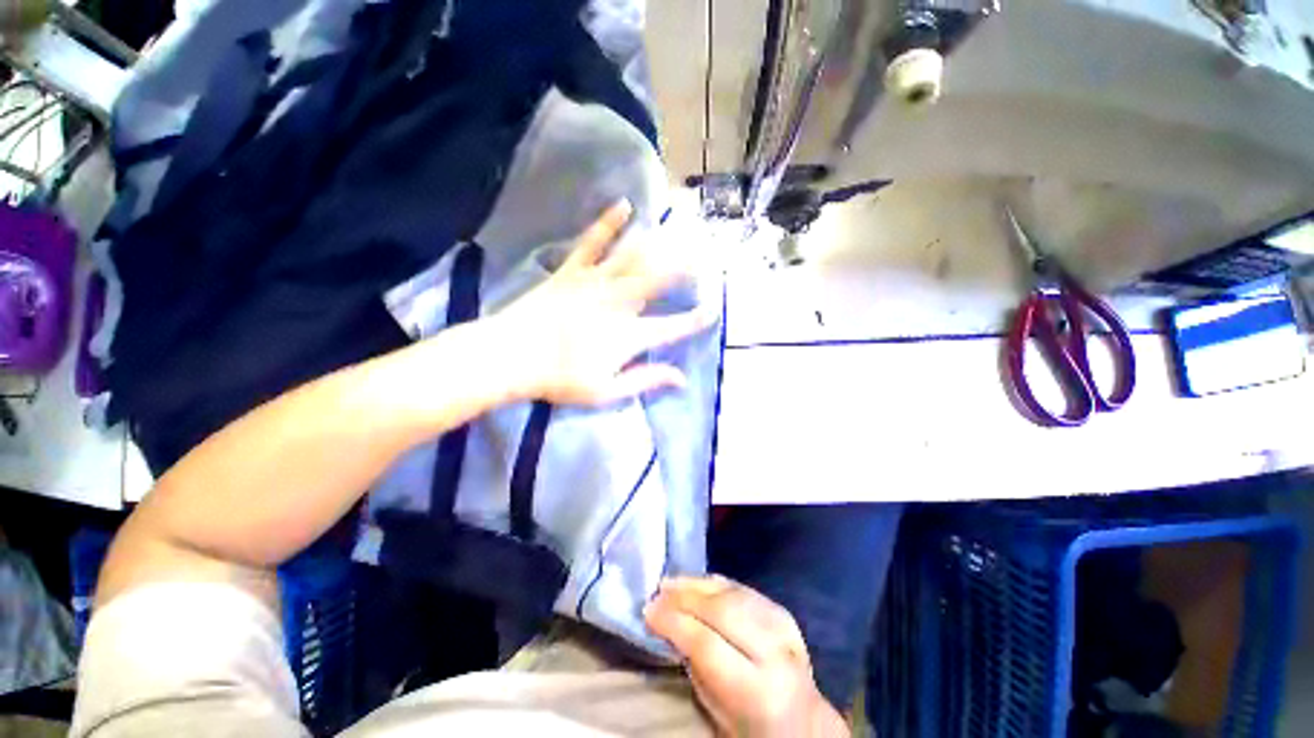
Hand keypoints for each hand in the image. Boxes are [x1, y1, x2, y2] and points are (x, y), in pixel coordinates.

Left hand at [495, 200, 713, 405]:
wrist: (510, 356)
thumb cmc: (559, 379)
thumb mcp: (606, 391)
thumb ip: (646, 380)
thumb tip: (681, 378)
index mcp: (628, 335)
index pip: (671, 327)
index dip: (695, 320)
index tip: (713, 310)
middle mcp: (619, 303)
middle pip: (658, 282)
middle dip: (685, 268)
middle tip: (705, 254)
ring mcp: (595, 282)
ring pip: (633, 257)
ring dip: (659, 242)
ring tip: (679, 227)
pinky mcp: (572, 271)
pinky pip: (593, 241)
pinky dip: (609, 222)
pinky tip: (624, 205)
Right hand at [645, 577, 849, 737]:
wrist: (803, 721)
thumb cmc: (749, 726)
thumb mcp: (716, 710)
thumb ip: (694, 665)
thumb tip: (666, 622)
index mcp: (758, 691)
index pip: (706, 644)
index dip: (674, 622)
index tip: (648, 611)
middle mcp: (774, 653)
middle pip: (721, 610)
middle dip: (684, 597)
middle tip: (657, 592)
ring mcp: (782, 627)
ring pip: (731, 593)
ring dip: (696, 585)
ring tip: (670, 584)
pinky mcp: (781, 610)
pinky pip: (741, 588)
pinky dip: (714, 583)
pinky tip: (695, 583)